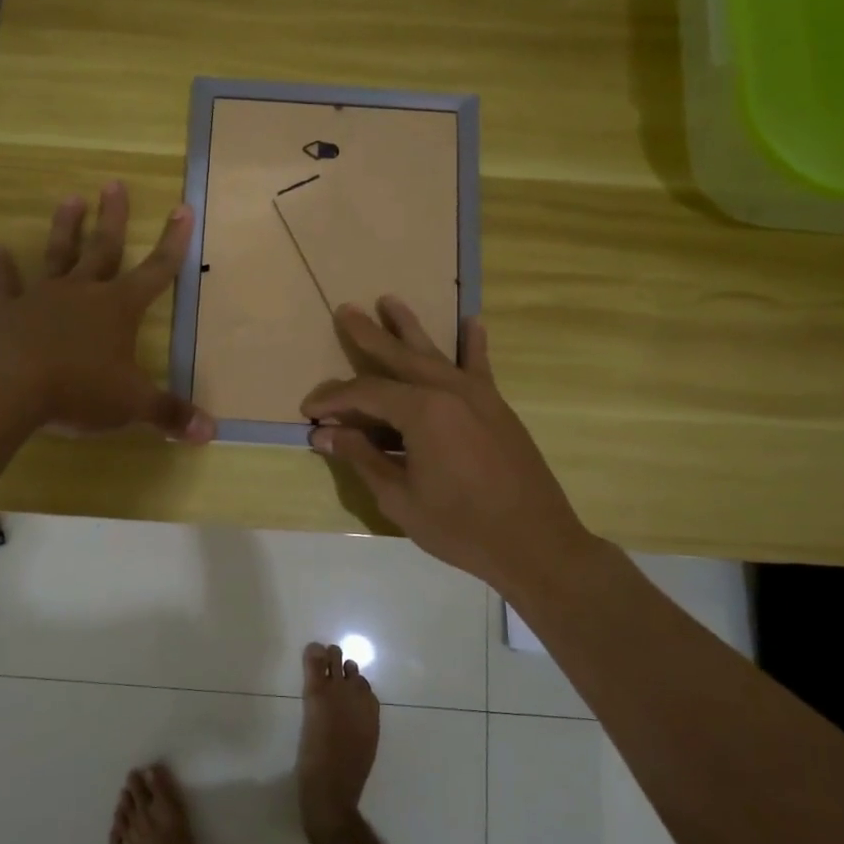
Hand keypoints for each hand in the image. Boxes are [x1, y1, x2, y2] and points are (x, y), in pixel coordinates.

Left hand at [0, 182, 214, 442]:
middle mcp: (83, 293)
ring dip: (65, 228)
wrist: (8, 385)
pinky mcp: (8, 313)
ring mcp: (43, 299)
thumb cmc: (79, 389)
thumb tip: (211, 433)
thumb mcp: (132, 404)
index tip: (183, 208)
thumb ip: (169, 415)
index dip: (173, 242)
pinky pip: (6, 286)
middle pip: (104, 248)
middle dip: (114, 218)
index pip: (156, 270)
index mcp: (119, 309)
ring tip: (70, 198)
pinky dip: (1, 269)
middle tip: (114, 184)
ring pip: (58, 255)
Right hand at [300, 297, 597, 594]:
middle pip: (398, 356)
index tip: (309, 412)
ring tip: (389, 300)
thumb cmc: (460, 526)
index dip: (334, 400)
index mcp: (422, 411)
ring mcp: (477, 395)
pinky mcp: (497, 407)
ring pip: (435, 353)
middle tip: (345, 310)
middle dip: (368, 335)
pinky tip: (473, 322)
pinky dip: (473, 344)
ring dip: (409, 327)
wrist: (534, 543)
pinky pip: (480, 366)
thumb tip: (324, 434)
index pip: (366, 393)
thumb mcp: (399, 497)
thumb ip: (362, 458)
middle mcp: (448, 390)